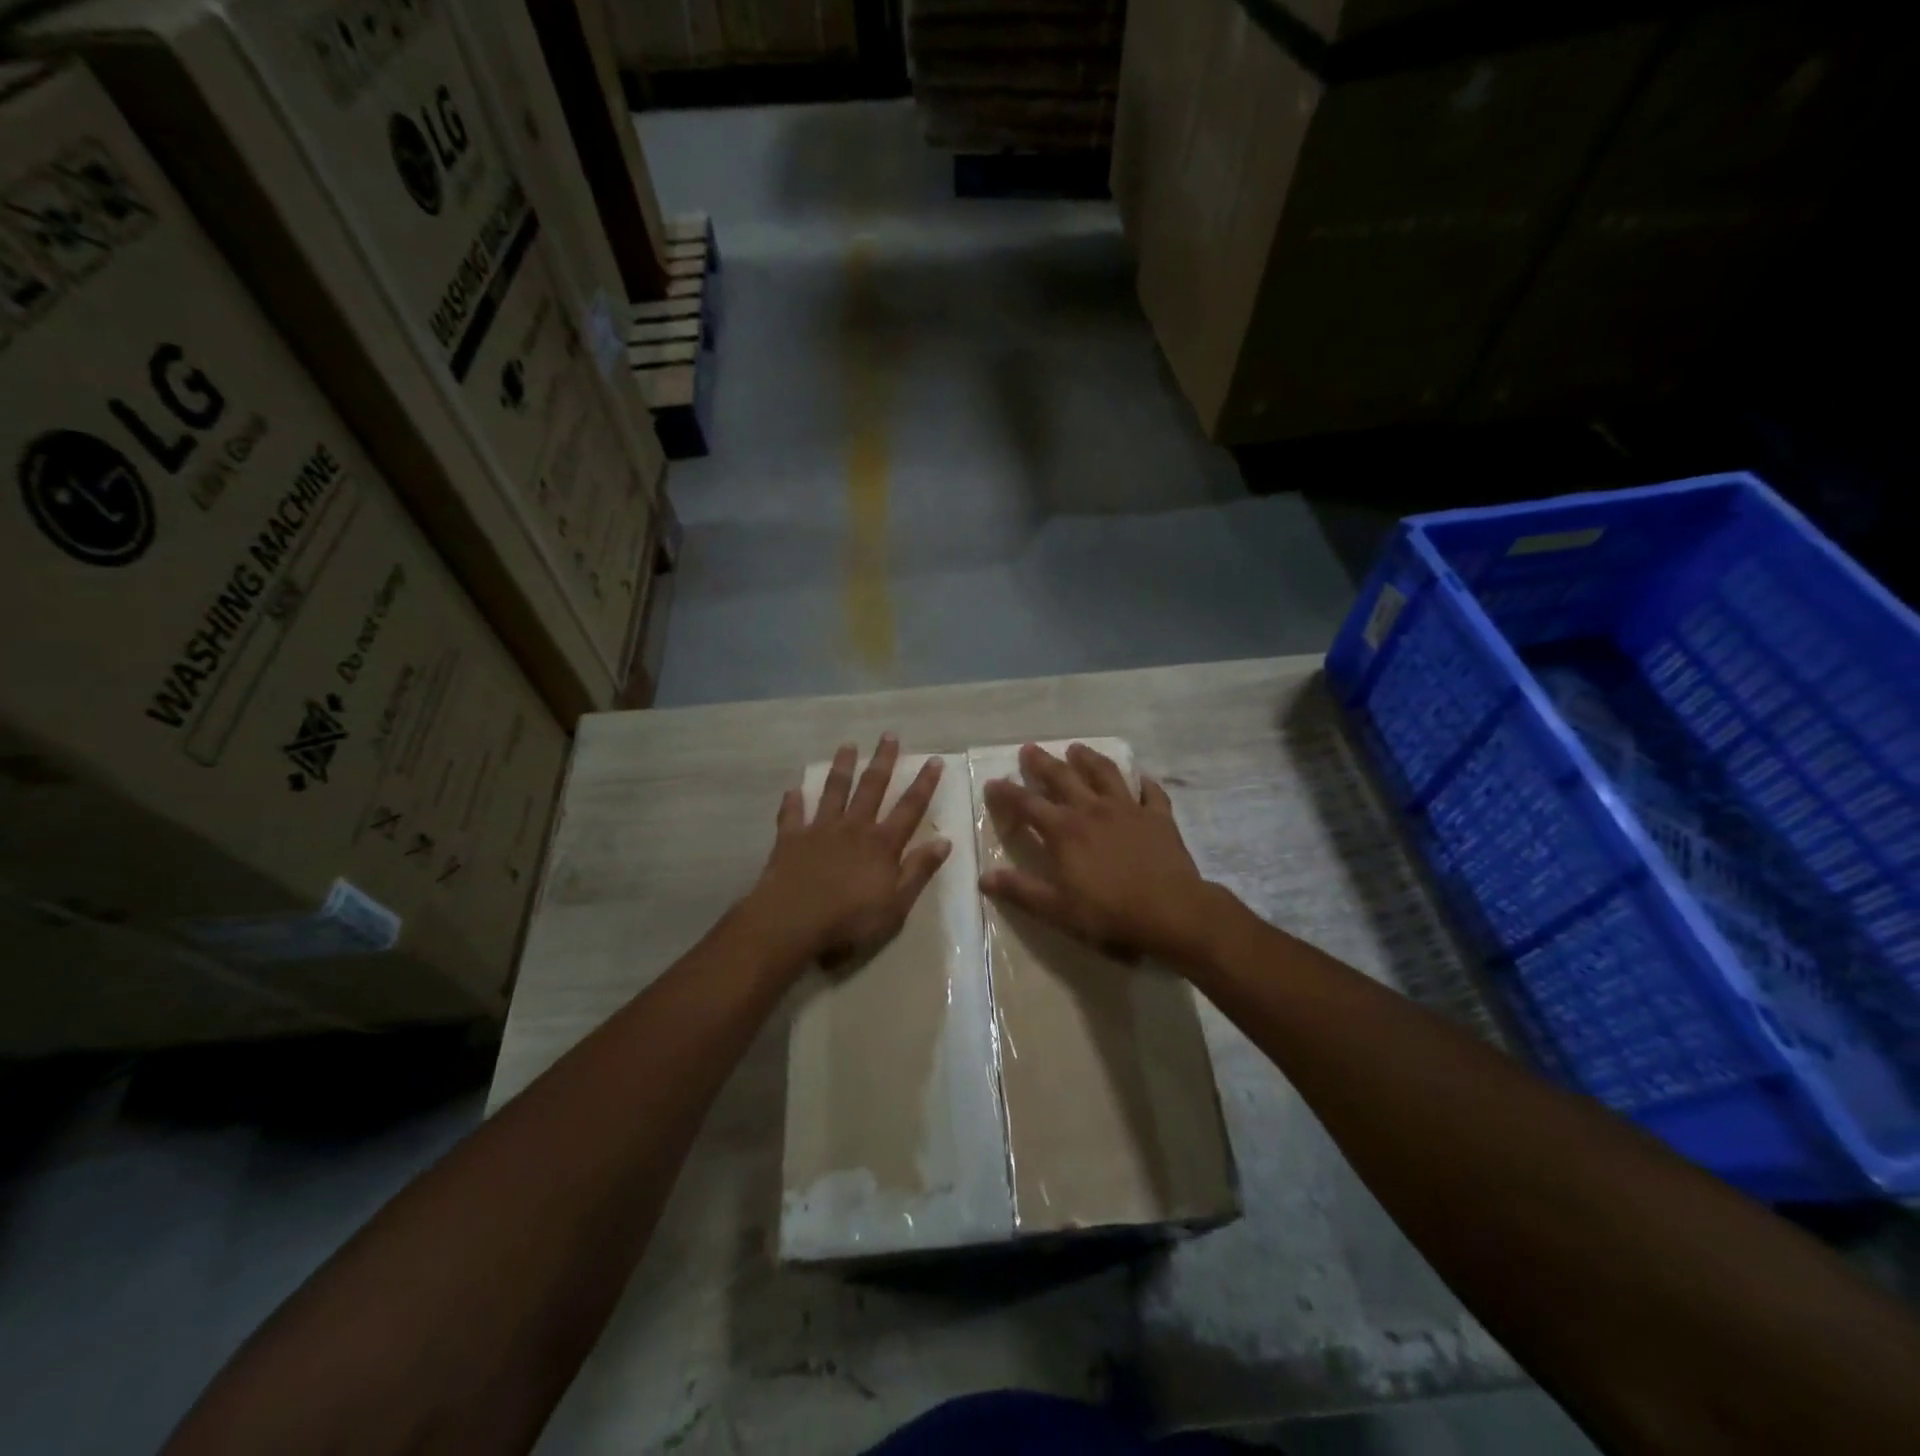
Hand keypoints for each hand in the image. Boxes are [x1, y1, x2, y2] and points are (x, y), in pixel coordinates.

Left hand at [741, 734, 950, 966]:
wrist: (792, 921)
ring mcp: (820, 830)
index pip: (910, 808)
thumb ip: (919, 870)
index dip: (924, 784)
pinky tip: (792, 789)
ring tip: (847, 745)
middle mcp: (854, 827)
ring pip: (834, 791)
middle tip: (889, 735)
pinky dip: (793, 801)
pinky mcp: (790, 839)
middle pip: (872, 788)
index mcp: (882, 844)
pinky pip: (792, 815)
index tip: (934, 759)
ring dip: (842, 768)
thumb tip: (945, 841)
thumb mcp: (896, 903)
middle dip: (883, 760)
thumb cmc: (850, 919)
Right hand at [980, 742, 1218, 965]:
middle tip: (1029, 748)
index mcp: (1064, 830)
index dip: (1007, 793)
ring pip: (1105, 774)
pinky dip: (1144, 783)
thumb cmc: (1108, 912)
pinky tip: (1141, 778)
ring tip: (1077, 748)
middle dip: (1042, 763)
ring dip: (1088, 759)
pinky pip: (1151, 793)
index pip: (1027, 804)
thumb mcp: (1056, 908)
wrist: (1170, 911)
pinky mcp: (1158, 817)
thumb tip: (984, 877)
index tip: (992, 782)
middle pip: (1063, 778)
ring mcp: (1128, 809)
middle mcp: (1092, 809)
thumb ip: (1020, 890)